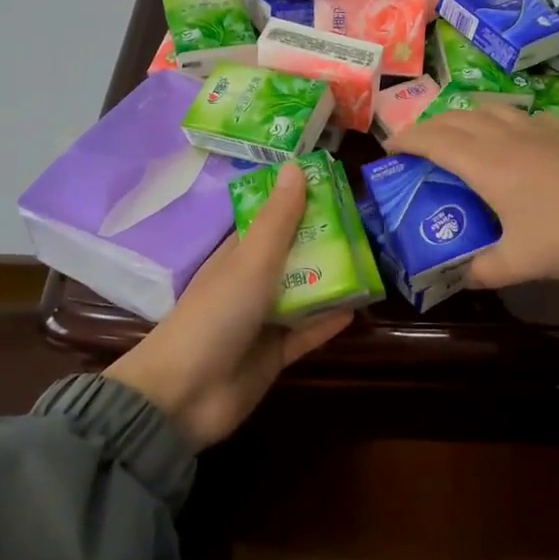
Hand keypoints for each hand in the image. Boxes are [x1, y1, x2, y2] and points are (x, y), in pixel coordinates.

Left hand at [105, 163, 351, 449]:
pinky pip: (307, 333)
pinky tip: (360, 309)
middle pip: (293, 257)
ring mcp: (262, 322)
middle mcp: (250, 284)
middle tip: (369, 226)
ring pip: (304, 294)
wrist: (185, 394)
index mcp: (237, 256)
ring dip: (333, 282)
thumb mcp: (250, 261)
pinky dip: (329, 322)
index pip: (272, 222)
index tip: (338, 187)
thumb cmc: (216, 315)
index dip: (301, 204)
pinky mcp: (274, 355)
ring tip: (373, 263)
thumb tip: (295, 165)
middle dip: (325, 243)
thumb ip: (277, 220)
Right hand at [386, 106, 558, 286]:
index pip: (432, 140)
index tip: (388, 149)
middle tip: (415, 146)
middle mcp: (503, 135)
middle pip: (455, 118)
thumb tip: (462, 277)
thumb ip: (482, 270)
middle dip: (428, 127)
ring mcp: (536, 127)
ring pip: (487, 108)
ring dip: (463, 116)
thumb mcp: (517, 263)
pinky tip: (511, 136)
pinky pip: (520, 114)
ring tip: (457, 134)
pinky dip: (500, 119)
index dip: (405, 140)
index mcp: (483, 162)